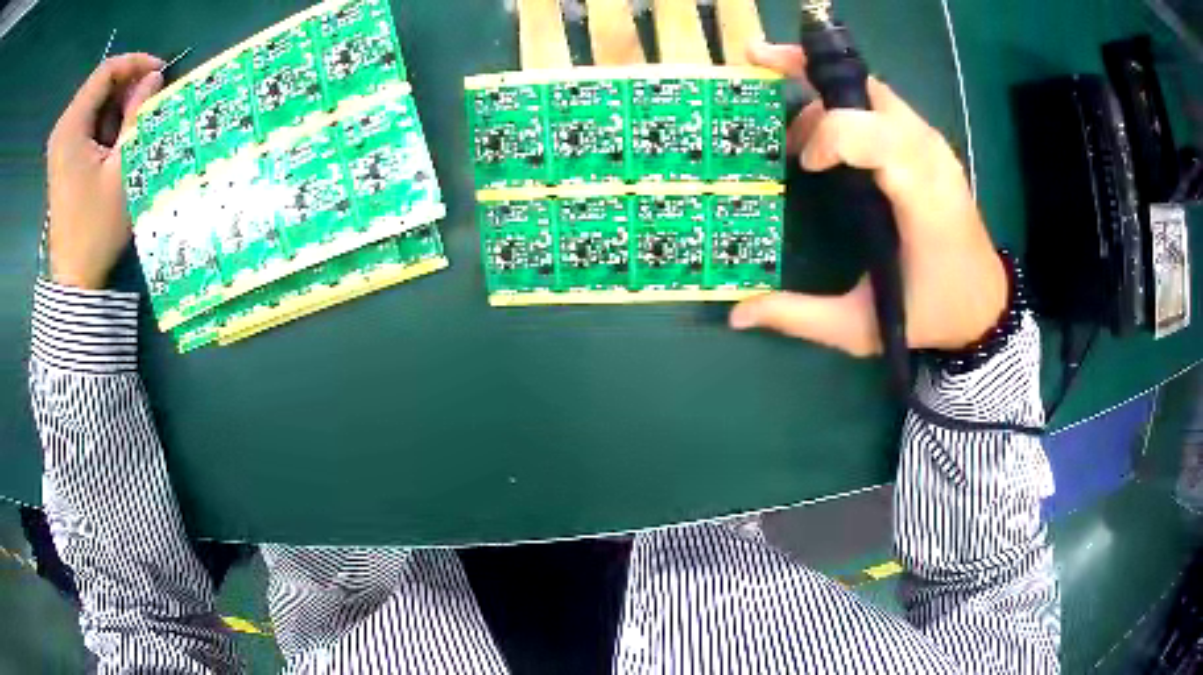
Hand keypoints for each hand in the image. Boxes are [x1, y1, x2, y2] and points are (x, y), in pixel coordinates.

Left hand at [46, 53, 163, 289]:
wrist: (75, 281)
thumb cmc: (97, 227)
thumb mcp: (122, 167)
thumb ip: (137, 115)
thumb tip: (155, 78)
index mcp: (71, 126)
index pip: (106, 71)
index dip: (135, 63)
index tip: (161, 73)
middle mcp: (63, 128)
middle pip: (99, 85)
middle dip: (128, 86)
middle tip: (152, 100)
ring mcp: (61, 145)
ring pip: (95, 104)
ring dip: (119, 106)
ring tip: (137, 124)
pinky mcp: (63, 159)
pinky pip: (88, 124)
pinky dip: (107, 123)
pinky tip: (119, 142)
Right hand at [729, 42, 1007, 355]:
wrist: (985, 303)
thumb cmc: (932, 313)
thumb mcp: (864, 327)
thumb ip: (802, 317)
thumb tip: (739, 314)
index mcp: (922, 198)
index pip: (874, 134)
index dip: (828, 135)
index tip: (802, 164)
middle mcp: (931, 157)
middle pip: (868, 90)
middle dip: (809, 73)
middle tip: (759, 67)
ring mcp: (933, 145)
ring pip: (873, 90)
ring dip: (825, 90)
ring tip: (795, 128)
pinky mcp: (929, 144)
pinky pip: (883, 103)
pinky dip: (847, 100)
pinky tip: (823, 127)